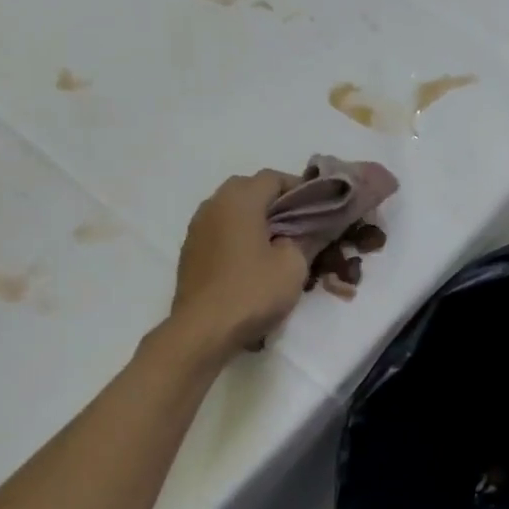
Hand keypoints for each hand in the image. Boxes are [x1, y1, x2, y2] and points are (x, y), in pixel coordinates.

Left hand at [168, 171, 310, 358]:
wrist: (201, 331)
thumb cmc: (252, 292)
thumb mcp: (293, 265)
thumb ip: (305, 239)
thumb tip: (308, 230)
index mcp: (239, 199)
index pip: (273, 177)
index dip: (299, 188)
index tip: (318, 208)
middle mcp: (213, 204)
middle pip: (249, 189)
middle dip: (275, 202)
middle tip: (299, 224)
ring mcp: (197, 228)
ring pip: (232, 210)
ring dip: (255, 219)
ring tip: (277, 244)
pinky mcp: (190, 252)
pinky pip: (220, 231)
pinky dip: (238, 236)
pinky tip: (252, 261)